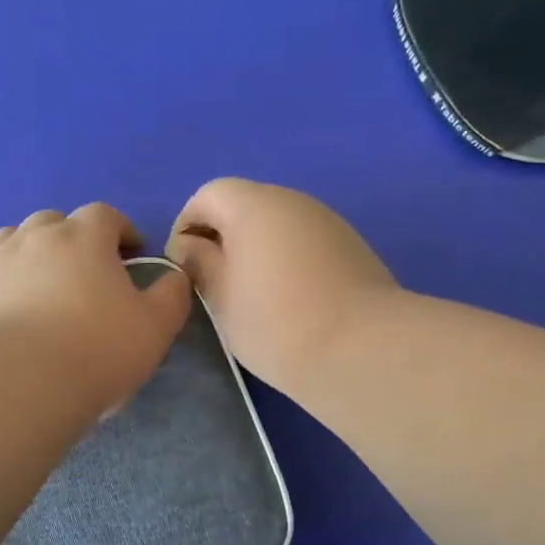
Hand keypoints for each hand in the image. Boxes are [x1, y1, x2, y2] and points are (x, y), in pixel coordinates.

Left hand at [0, 203, 192, 416]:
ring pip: (7, 239)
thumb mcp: (156, 328)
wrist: (18, 383)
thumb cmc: (96, 352)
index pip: (105, 215)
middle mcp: (33, 237)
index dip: (120, 230)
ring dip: (25, 253)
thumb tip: (174, 276)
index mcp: (83, 237)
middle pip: (53, 221)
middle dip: (71, 239)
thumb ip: (171, 295)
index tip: (131, 253)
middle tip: (83, 272)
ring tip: (35, 283)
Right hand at [167, 178, 397, 393]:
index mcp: (254, 205)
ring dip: (255, 251)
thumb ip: (199, 264)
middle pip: (245, 206)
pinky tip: (287, 303)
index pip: (208, 195)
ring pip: (277, 227)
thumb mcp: (221, 297)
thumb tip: (190, 246)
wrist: (362, 349)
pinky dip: (285, 262)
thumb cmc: (275, 322)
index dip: (186, 225)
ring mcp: (328, 223)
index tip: (182, 267)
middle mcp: (293, 201)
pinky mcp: (352, 248)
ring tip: (249, 298)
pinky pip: (304, 244)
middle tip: (212, 285)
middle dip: (221, 239)